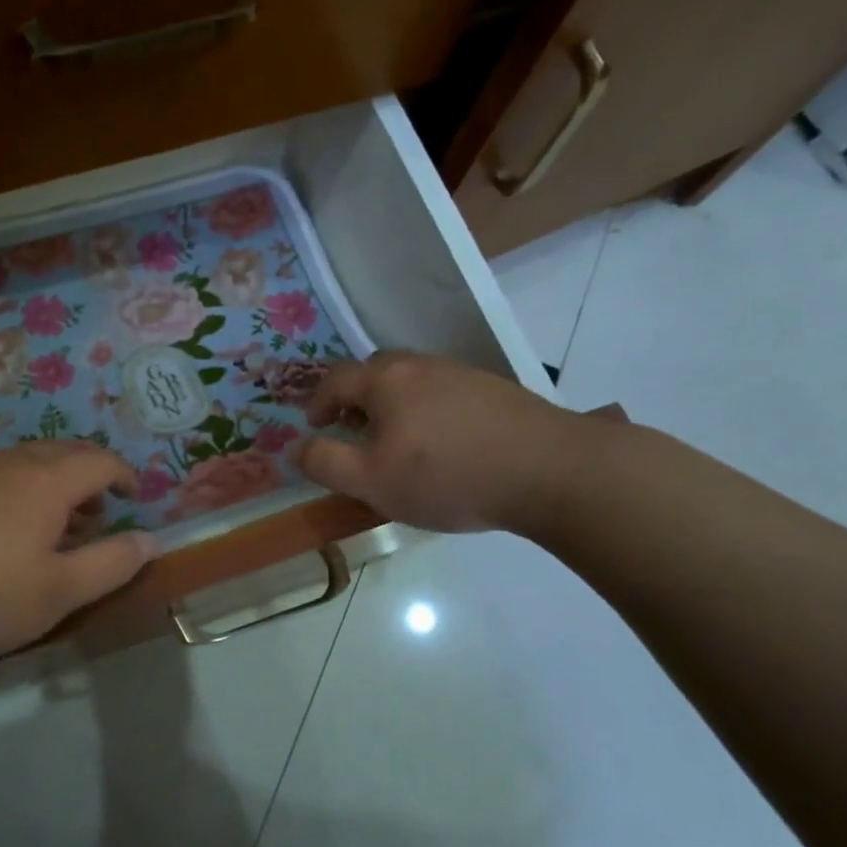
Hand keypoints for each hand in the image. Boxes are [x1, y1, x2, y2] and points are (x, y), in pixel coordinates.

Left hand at [0, 442, 156, 669]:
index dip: (123, 475)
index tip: (132, 497)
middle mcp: (6, 463)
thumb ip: (112, 564)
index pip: (99, 461)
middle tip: (94, 513)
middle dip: (86, 476)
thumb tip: (151, 541)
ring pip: (19, 463)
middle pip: (60, 453)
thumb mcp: (58, 593)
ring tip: (47, 526)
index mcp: (44, 481)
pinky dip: (8, 492)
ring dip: (46, 484)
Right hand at [294, 351, 597, 536]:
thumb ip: (325, 463)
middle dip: (355, 397)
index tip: (315, 427)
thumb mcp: (371, 480)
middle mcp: (421, 365)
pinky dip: (427, 410)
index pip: (336, 380)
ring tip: (396, 440)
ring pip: (412, 381)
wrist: (549, 470)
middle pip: (375, 371)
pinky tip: (442, 443)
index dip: (318, 402)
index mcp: (385, 380)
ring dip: (392, 404)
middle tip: (352, 429)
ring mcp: (462, 374)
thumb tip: (298, 447)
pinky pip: (444, 393)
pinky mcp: (494, 390)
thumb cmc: (446, 476)